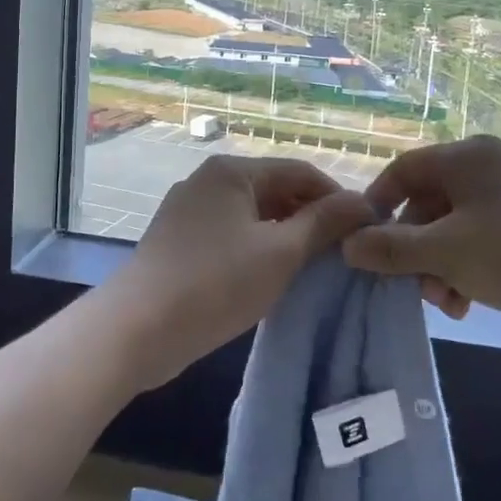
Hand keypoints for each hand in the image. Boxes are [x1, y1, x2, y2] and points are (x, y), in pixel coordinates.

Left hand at [103, 155, 375, 390]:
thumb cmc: (216, 282)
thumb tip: (364, 202)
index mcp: (232, 171)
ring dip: (285, 235)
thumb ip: (323, 223)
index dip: (337, 197)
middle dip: (310, 218)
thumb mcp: (281, 253)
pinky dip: (256, 248)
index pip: (300, 171)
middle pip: (275, 190)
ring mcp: (188, 210)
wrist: (136, 329)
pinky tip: (271, 276)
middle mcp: (208, 180)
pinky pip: (230, 234)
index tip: (364, 230)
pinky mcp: (178, 241)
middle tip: (342, 253)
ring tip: (313, 267)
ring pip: (252, 215)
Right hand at [342, 135, 500, 334]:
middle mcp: (492, 163)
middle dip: (416, 249)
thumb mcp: (445, 255)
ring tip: (447, 304)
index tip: (364, 244)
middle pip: (431, 201)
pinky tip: (471, 301)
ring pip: (458, 223)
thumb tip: (348, 245)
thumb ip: (391, 249)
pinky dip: (471, 264)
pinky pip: (488, 234)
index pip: (404, 170)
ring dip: (442, 264)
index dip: (377, 206)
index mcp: (468, 156)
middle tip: (415, 289)